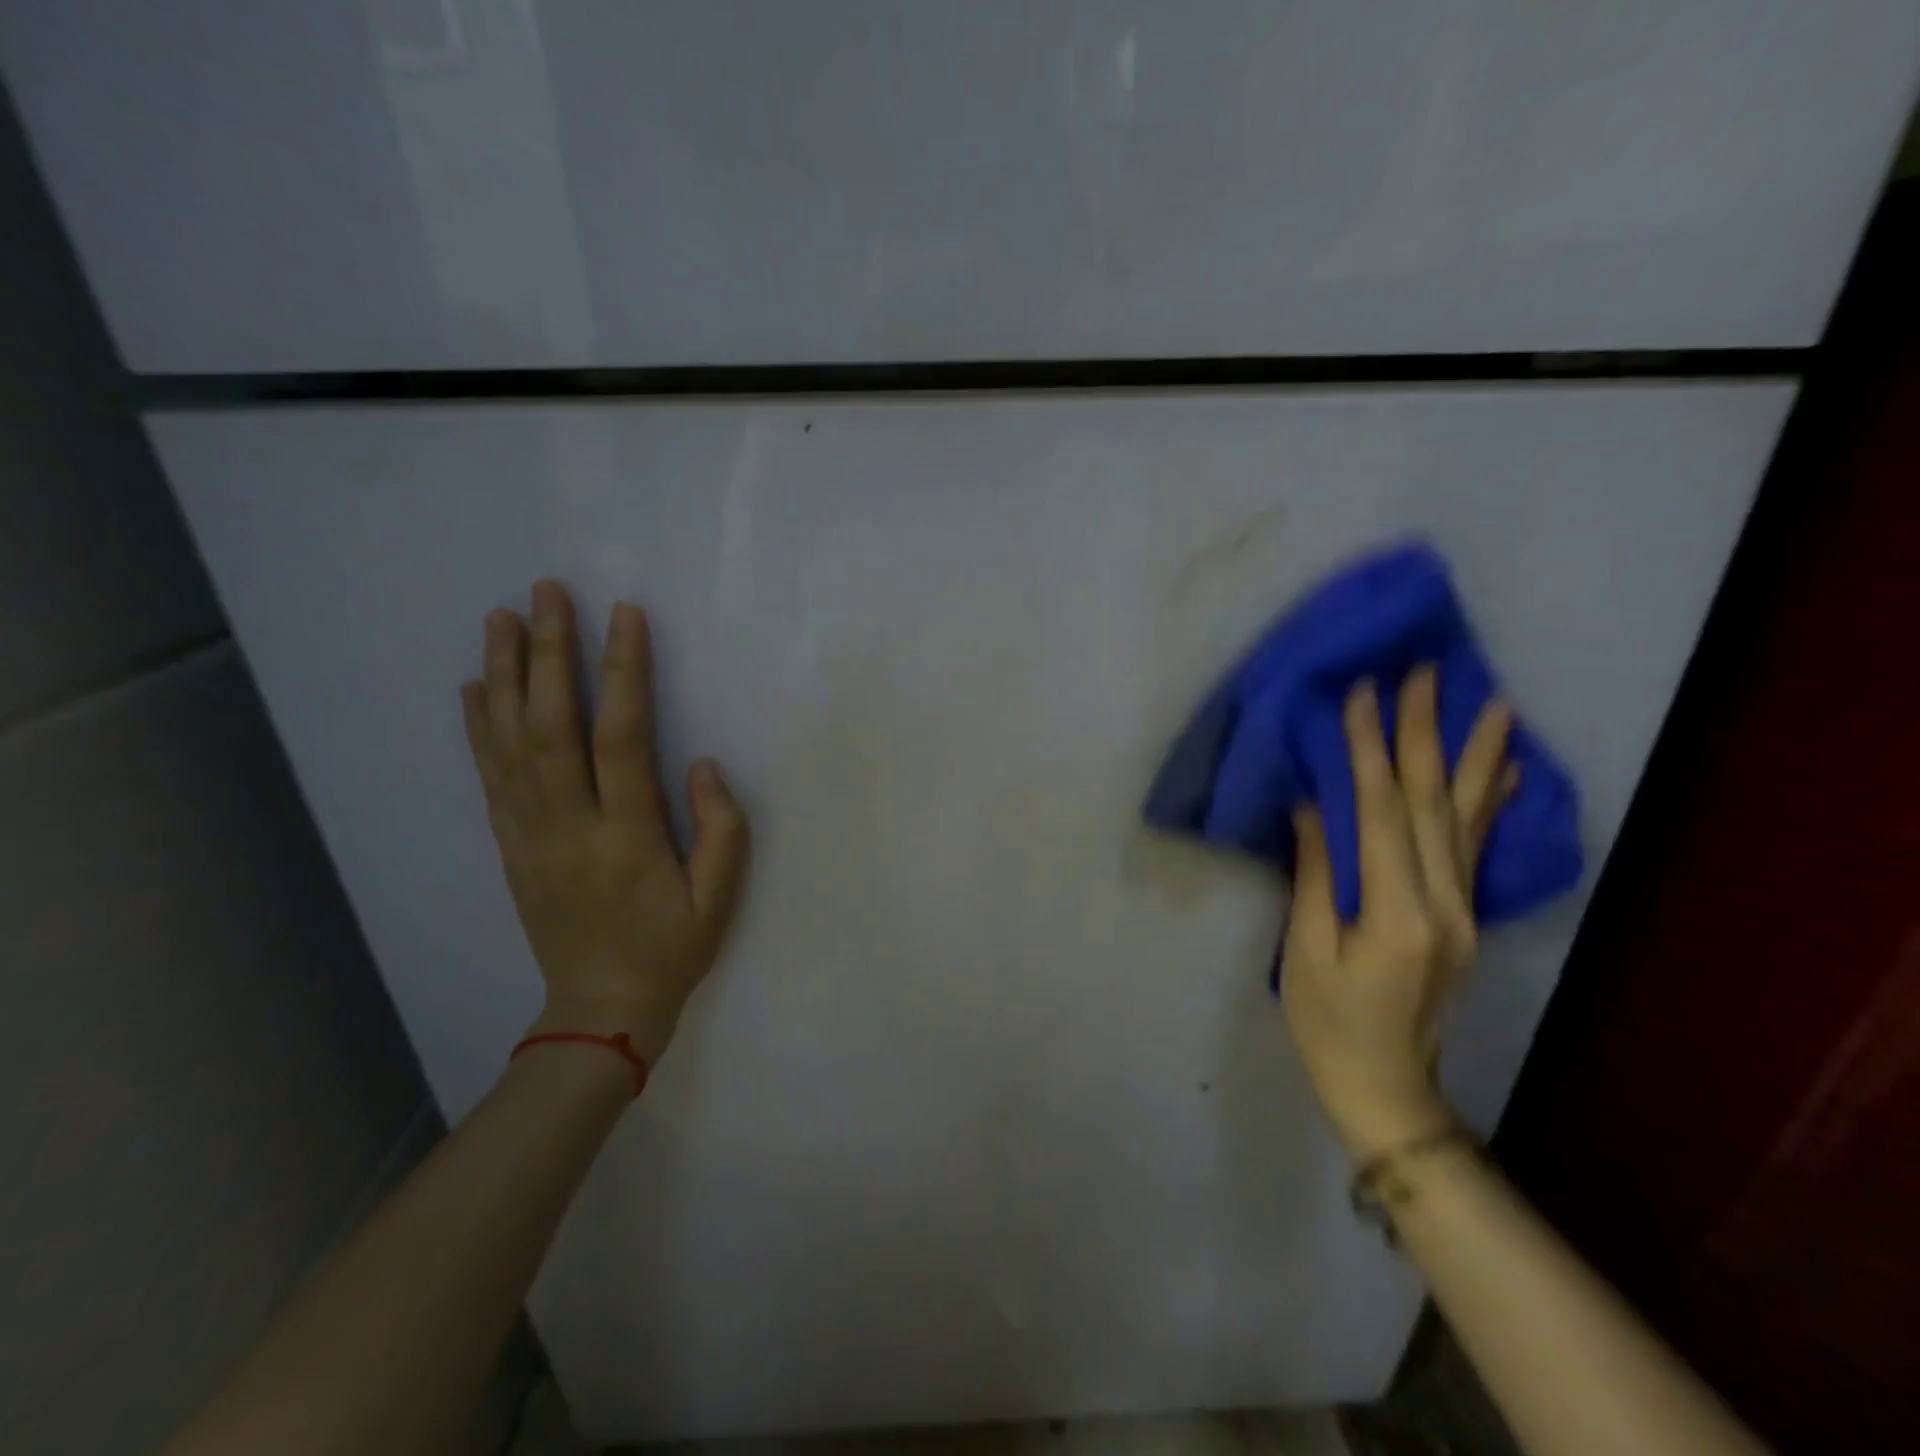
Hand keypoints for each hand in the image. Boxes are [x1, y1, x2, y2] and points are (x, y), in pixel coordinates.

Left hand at [460, 580, 749, 1063]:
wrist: (600, 1010)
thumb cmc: (672, 948)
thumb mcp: (720, 898)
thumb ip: (721, 827)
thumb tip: (700, 763)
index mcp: (626, 835)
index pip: (620, 736)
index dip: (623, 671)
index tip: (624, 614)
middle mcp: (568, 825)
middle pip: (549, 725)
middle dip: (547, 652)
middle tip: (545, 592)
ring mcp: (529, 835)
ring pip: (508, 743)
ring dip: (503, 675)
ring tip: (501, 618)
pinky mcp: (510, 846)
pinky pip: (489, 777)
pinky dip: (478, 727)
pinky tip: (473, 687)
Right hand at [1281, 667, 1515, 1158]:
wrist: (1385, 1086)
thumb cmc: (1326, 1021)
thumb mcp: (1304, 949)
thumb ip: (1313, 873)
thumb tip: (1312, 805)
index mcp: (1395, 912)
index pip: (1381, 812)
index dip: (1369, 750)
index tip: (1362, 694)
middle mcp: (1443, 903)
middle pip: (1432, 803)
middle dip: (1426, 734)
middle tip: (1426, 674)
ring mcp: (1463, 910)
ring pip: (1468, 818)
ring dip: (1477, 756)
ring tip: (1494, 703)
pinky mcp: (1465, 916)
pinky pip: (1477, 847)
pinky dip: (1493, 802)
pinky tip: (1507, 769)